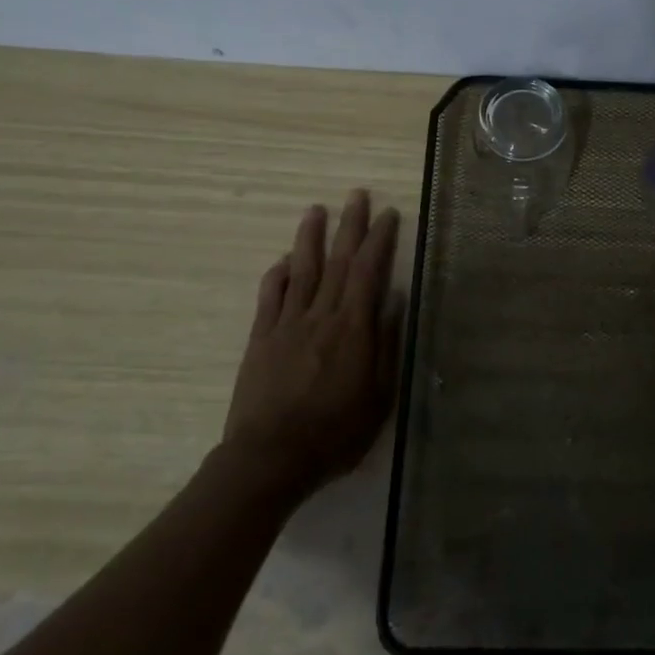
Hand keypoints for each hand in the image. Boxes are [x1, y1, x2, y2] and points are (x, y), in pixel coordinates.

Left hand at [225, 190, 402, 498]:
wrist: (269, 459)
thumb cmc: (334, 433)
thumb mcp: (378, 396)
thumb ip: (386, 344)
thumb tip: (394, 299)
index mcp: (353, 328)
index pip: (369, 271)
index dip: (379, 240)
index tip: (388, 214)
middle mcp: (321, 315)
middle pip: (338, 260)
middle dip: (349, 224)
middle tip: (356, 194)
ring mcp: (286, 324)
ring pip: (302, 270)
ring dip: (310, 237)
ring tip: (316, 210)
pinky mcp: (260, 339)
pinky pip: (270, 298)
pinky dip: (278, 275)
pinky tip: (283, 261)